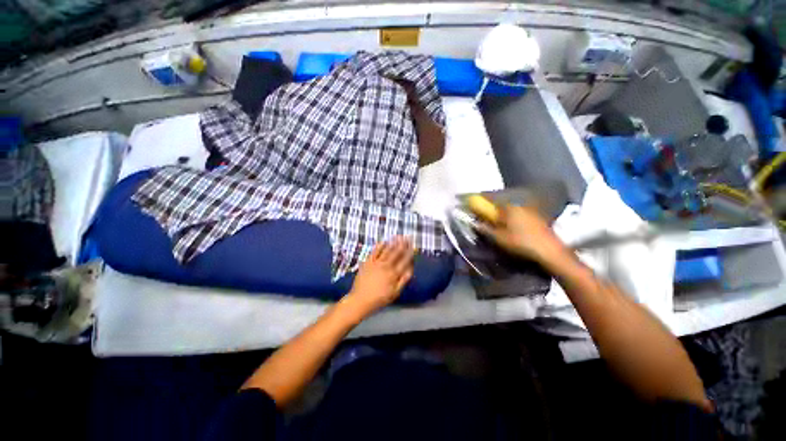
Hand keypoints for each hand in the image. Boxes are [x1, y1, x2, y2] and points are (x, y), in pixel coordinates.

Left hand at [345, 237, 413, 316]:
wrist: (361, 299)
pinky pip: (374, 252)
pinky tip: (383, 241)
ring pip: (386, 251)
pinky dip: (379, 246)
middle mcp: (386, 266)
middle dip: (402, 245)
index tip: (413, 246)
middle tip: (407, 237)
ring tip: (398, 236)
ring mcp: (376, 263)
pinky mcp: (368, 262)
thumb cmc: (380, 298)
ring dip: (393, 243)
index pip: (404, 261)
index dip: (409, 253)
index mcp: (394, 274)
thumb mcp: (395, 293)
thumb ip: (403, 280)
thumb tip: (410, 269)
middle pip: (396, 253)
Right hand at [483, 205, 569, 266]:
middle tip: (486, 217)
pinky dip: (512, 218)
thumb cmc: (521, 243)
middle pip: (501, 204)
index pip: (492, 200)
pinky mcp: (537, 218)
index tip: (474, 205)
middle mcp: (519, 206)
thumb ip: (486, 229)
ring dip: (503, 214)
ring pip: (511, 210)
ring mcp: (529, 211)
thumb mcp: (499, 238)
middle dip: (493, 209)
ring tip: (497, 223)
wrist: (550, 251)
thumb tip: (475, 223)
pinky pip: (519, 215)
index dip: (482, 202)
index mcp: (509, 208)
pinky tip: (512, 227)